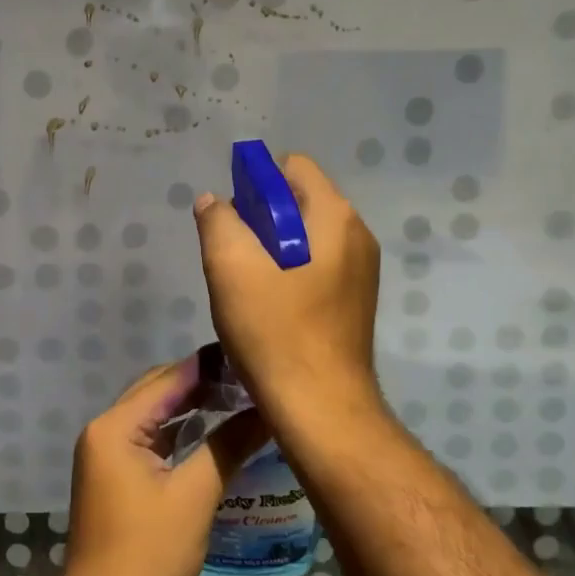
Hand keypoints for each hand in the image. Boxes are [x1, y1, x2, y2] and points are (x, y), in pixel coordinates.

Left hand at [56, 359, 266, 575]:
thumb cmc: (148, 556)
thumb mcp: (194, 497)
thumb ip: (227, 446)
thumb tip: (266, 411)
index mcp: (114, 427)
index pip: (166, 380)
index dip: (206, 366)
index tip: (245, 354)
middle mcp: (102, 431)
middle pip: (154, 392)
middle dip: (198, 383)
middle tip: (246, 376)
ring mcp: (104, 455)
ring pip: (151, 416)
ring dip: (188, 407)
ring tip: (235, 397)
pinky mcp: (112, 476)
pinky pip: (147, 440)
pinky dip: (176, 433)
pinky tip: (208, 431)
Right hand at [192, 153, 380, 427]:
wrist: (320, 408)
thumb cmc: (275, 330)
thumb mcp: (231, 267)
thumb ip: (218, 221)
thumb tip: (213, 201)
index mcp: (336, 217)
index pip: (294, 167)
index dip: (256, 180)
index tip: (232, 215)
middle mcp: (357, 236)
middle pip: (299, 201)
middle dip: (260, 217)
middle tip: (232, 254)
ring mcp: (360, 271)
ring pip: (304, 236)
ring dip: (270, 248)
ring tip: (244, 283)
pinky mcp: (353, 301)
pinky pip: (314, 266)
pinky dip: (287, 272)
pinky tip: (266, 305)